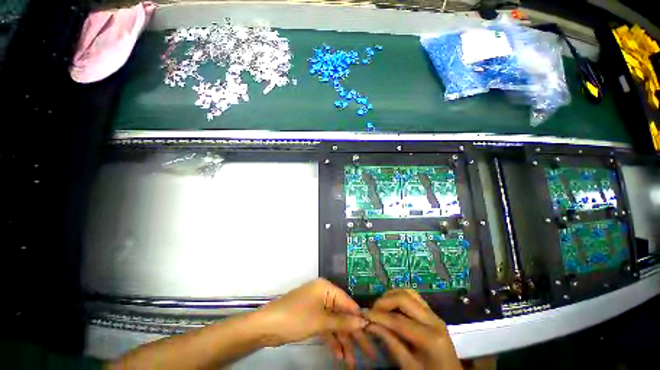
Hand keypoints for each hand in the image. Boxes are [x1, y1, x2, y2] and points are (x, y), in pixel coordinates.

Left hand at [254, 279, 370, 353]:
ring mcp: (317, 307)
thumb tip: (363, 322)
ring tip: (352, 361)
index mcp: (325, 288)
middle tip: (367, 352)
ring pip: (334, 324)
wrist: (266, 326)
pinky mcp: (311, 319)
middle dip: (353, 334)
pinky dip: (332, 340)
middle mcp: (323, 295)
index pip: (347, 302)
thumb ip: (342, 322)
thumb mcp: (321, 321)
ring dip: (343, 341)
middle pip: (342, 315)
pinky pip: (326, 328)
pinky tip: (339, 355)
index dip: (359, 317)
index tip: (372, 332)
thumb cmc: (295, 317)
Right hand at [365, 289, 461, 369]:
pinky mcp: (432, 313)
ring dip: (392, 296)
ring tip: (381, 307)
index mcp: (430, 338)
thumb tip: (370, 324)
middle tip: (372, 310)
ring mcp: (434, 314)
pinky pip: (413, 297)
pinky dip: (399, 297)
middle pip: (404, 298)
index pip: (398, 320)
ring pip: (409, 292)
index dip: (378, 316)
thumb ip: (390, 343)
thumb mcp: (409, 366)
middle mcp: (434, 320)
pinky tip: (392, 306)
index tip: (363, 314)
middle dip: (384, 301)